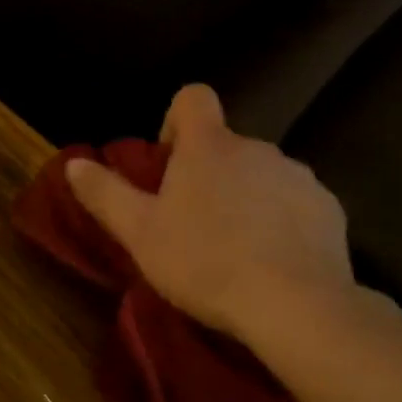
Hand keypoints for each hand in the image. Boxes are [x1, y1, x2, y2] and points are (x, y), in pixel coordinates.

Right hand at [64, 84, 353, 336]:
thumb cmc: (205, 262)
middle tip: (195, 226)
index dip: (176, 121)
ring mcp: (297, 176)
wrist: (293, 304)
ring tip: (237, 251)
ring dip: (247, 199)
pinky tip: (276, 263)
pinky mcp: (328, 208)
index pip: (193, 98)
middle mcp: (257, 147)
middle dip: (210, 175)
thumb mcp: (140, 233)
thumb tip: (74, 163)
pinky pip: (296, 204)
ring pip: (262, 176)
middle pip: (226, 146)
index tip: (170, 164)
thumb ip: (105, 193)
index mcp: (210, 145)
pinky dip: (283, 222)